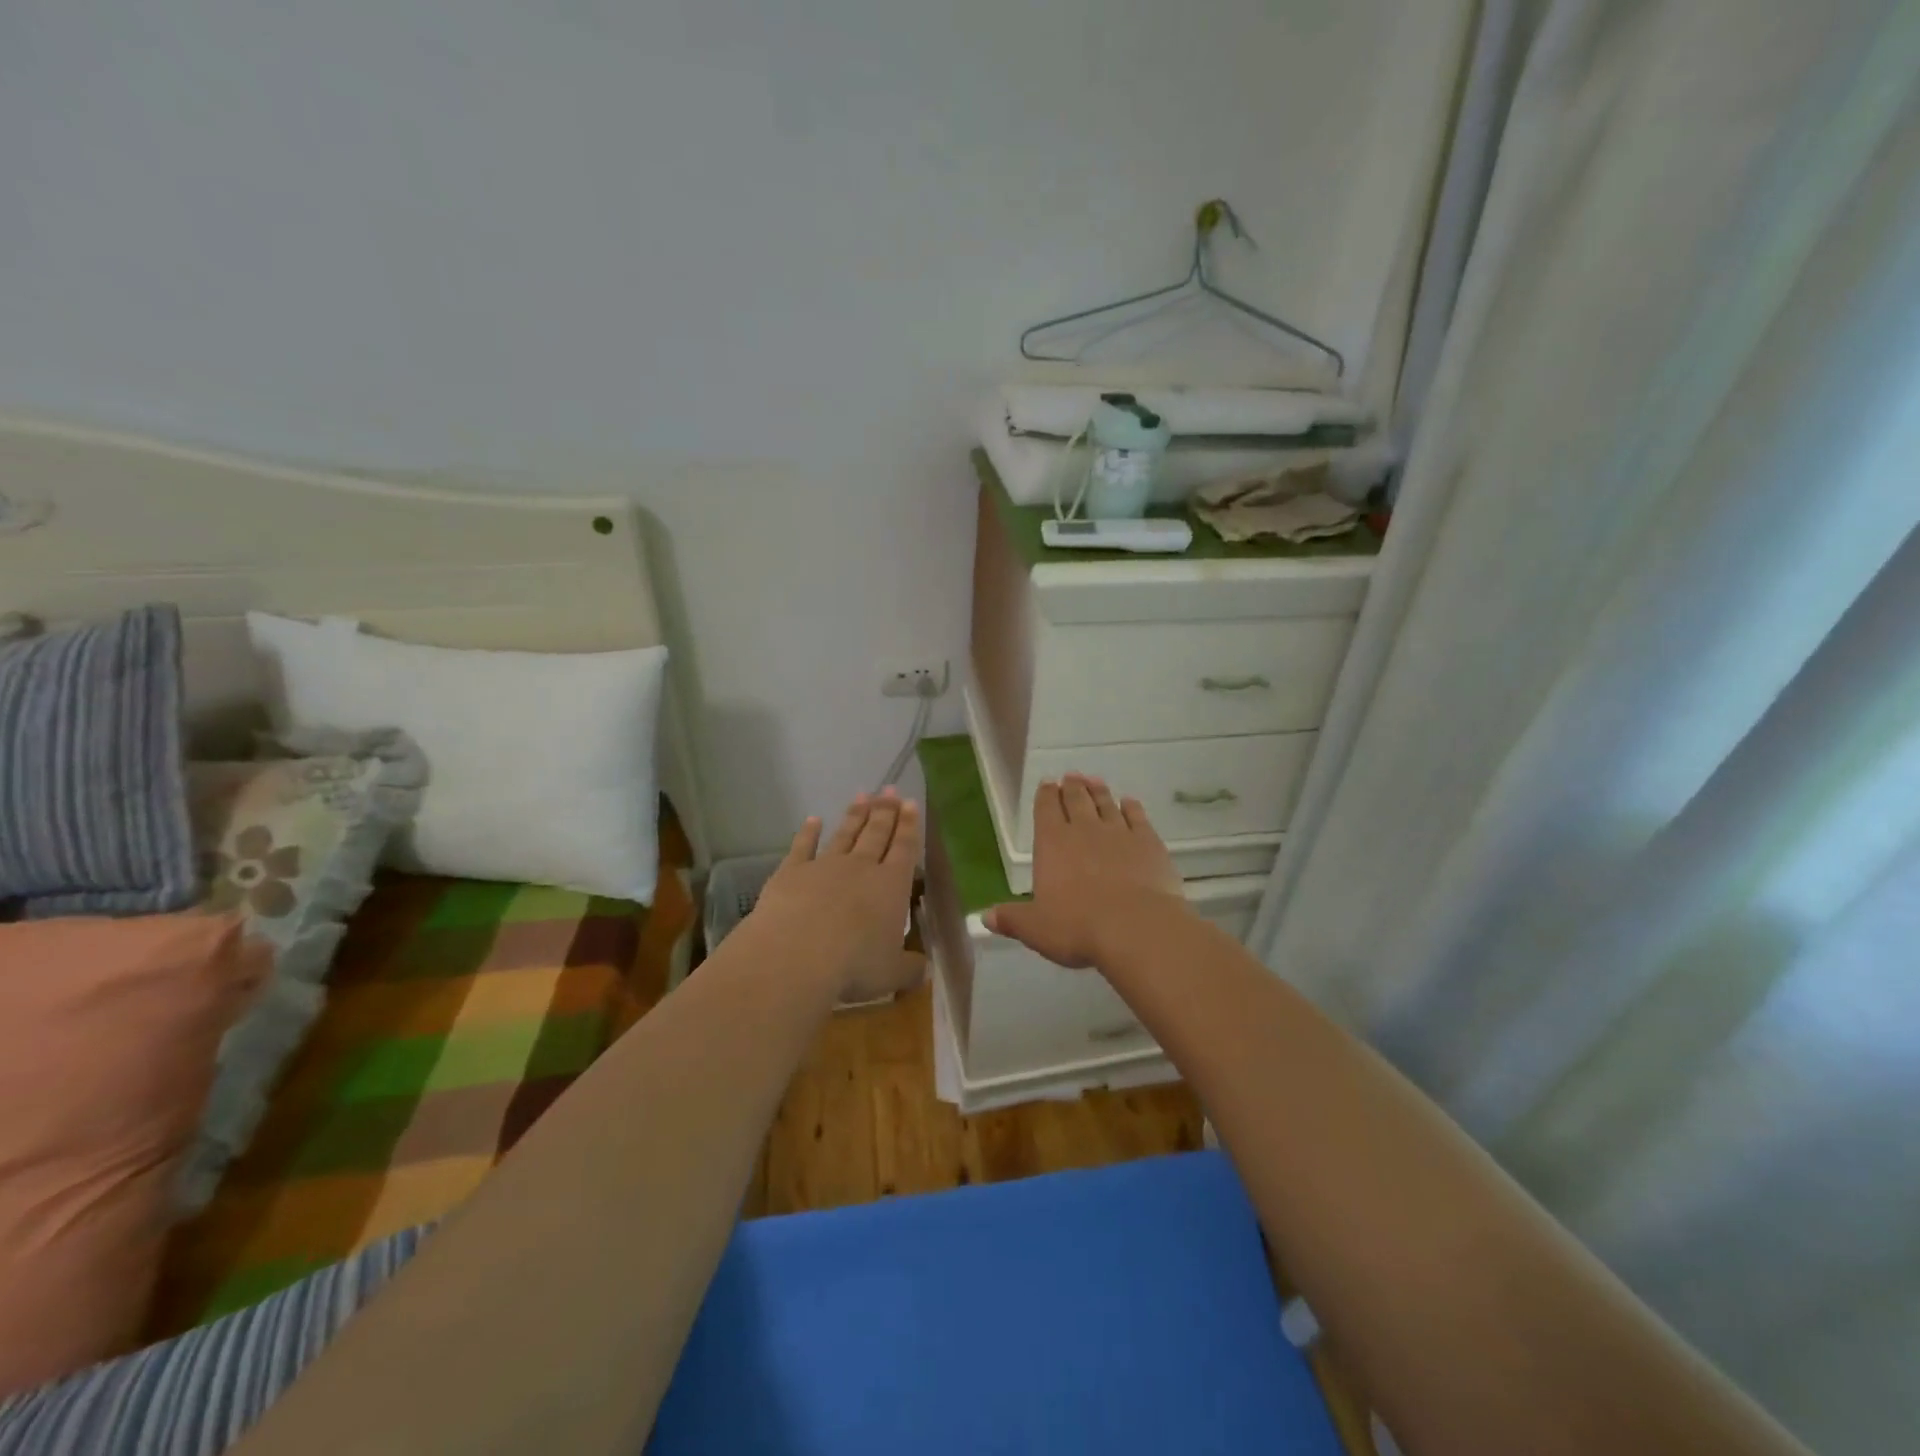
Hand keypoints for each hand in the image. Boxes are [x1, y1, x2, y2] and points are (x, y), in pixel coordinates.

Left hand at [748, 789, 922, 1001]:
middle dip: (885, 811)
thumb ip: (909, 969)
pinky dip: (808, 832)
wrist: (796, 954)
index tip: (911, 803)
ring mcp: (824, 866)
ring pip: (844, 834)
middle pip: (876, 833)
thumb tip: (924, 971)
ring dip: (855, 815)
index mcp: (891, 886)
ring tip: (863, 795)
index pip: (904, 849)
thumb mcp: (891, 974)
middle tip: (890, 790)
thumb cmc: (853, 965)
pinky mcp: (791, 872)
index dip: (909, 826)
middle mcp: (861, 868)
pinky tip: (813, 819)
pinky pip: (803, 846)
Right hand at [985, 774, 1186, 969]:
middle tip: (1071, 776)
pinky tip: (1129, 802)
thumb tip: (986, 917)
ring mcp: (1119, 833)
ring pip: (1106, 804)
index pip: (1045, 810)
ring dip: (1099, 791)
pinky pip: (1137, 818)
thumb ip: (1012, 919)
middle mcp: (1084, 830)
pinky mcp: (1148, 843)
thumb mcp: (1036, 929)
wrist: (1137, 927)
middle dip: (1072, 787)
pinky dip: (1132, 807)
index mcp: (1052, 844)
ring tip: (1095, 781)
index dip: (1045, 795)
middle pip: (1076, 801)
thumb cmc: (1078, 927)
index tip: (1047, 783)